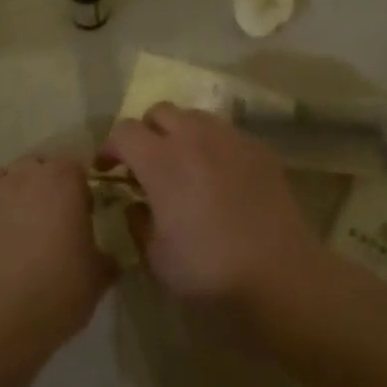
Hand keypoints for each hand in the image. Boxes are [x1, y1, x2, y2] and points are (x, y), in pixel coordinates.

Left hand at [0, 153, 110, 346]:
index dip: (78, 190)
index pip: (74, 168)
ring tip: (17, 229)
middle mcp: (24, 176)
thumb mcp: (99, 275)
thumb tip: (109, 261)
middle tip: (51, 221)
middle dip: (42, 186)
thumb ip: (104, 258)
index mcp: (63, 178)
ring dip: (9, 196)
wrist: (3, 318)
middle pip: (34, 167)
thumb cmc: (62, 287)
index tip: (82, 215)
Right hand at [98, 106, 322, 308]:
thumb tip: (135, 203)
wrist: (278, 274)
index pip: (124, 132)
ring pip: (196, 117)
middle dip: (146, 132)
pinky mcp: (259, 149)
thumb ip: (137, 221)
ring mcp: (231, 139)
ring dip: (180, 133)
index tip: (108, 170)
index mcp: (161, 160)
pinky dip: (213, 145)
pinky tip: (219, 176)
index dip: (110, 148)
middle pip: (160, 111)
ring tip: (184, 164)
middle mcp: (194, 137)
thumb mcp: (156, 257)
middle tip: (146, 163)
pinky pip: (226, 133)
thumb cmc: (208, 271)